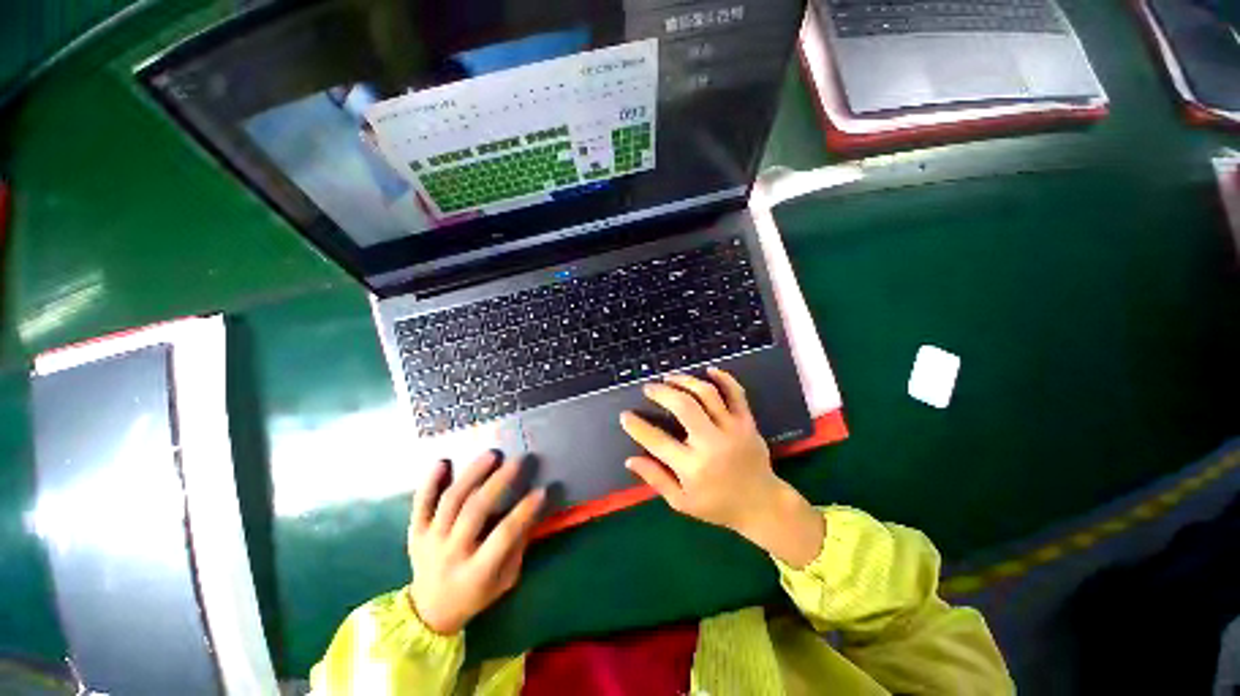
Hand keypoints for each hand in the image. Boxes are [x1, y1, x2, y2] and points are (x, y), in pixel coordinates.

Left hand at [407, 451, 544, 634]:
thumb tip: (530, 510)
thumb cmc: (475, 595)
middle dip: (499, 482)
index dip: (524, 511)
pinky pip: (420, 504)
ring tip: (492, 455)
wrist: (428, 613)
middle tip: (518, 461)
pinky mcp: (416, 532)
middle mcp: (451, 553)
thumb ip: (516, 546)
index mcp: (476, 571)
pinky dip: (430, 481)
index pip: (504, 535)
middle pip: (474, 511)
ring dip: (472, 474)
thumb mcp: (504, 580)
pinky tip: (443, 461)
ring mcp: (430, 541)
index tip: (543, 490)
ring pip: (450, 501)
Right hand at [620, 368, 824, 567]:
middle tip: (649, 388)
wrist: (762, 504)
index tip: (625, 416)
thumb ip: (656, 479)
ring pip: (707, 394)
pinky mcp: (747, 422)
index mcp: (693, 467)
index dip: (637, 426)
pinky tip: (708, 370)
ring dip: (685, 381)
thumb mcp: (682, 502)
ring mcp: (732, 429)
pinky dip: (724, 378)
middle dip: (662, 392)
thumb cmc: (718, 506)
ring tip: (669, 377)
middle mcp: (711, 444)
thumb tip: (630, 460)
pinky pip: (737, 394)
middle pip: (684, 406)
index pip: (657, 441)